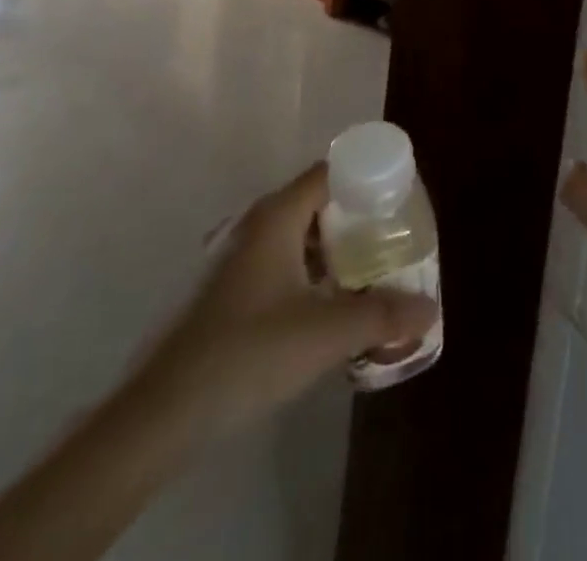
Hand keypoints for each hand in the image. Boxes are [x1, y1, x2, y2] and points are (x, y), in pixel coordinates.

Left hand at [150, 163, 436, 435]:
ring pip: (291, 237)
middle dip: (352, 220)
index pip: (330, 171)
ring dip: (326, 252)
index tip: (397, 201)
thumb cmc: (247, 353)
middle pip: (313, 203)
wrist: (157, 415)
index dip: (366, 179)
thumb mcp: (325, 334)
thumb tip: (430, 309)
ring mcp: (228, 258)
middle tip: (388, 242)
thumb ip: (382, 316)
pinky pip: (271, 265)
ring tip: (361, 277)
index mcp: (275, 215)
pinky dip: (301, 274)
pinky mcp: (216, 291)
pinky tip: (317, 311)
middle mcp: (251, 224)